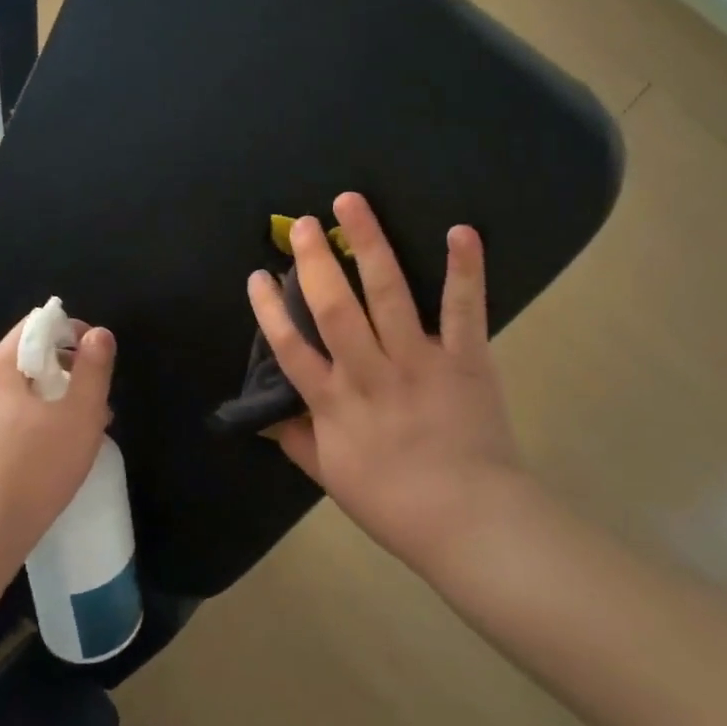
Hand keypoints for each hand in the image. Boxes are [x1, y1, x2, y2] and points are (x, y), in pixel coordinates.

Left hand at [0, 315, 115, 566]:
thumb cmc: (33, 470)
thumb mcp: (79, 416)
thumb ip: (93, 369)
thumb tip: (98, 334)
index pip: (33, 327)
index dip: (70, 333)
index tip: (95, 359)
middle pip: (22, 360)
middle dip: (63, 374)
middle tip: (93, 404)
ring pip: (11, 393)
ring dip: (46, 402)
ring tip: (75, 433)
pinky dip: (24, 424)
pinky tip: (45, 455)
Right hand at [247, 192, 520, 572]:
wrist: (469, 523)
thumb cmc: (393, 503)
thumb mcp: (330, 477)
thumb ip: (296, 439)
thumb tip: (265, 416)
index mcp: (334, 404)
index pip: (290, 348)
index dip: (269, 310)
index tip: (257, 275)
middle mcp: (370, 373)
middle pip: (333, 308)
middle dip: (314, 262)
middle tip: (303, 224)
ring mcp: (419, 362)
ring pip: (388, 294)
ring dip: (369, 245)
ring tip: (351, 202)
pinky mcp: (465, 359)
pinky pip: (464, 310)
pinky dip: (464, 269)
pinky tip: (460, 230)